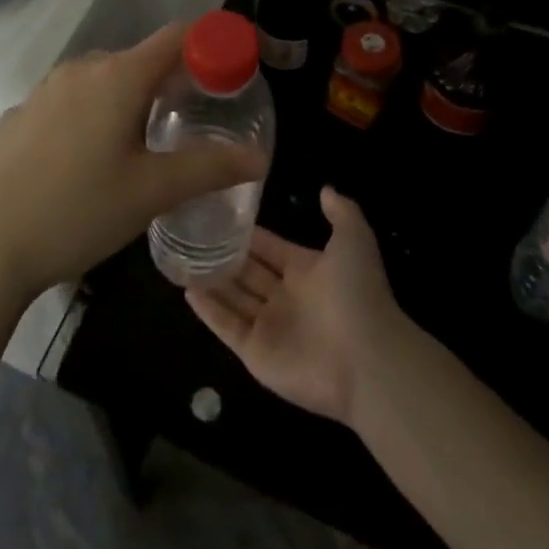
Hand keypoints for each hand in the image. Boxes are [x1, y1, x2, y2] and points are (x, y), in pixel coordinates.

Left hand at [0, 24, 266, 305]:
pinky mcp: (19, 114)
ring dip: (129, 99)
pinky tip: (85, 163)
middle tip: (189, 122)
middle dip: (170, 81)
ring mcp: (44, 90)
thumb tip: (259, 157)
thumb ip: (210, 168)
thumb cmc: (77, 212)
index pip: (177, 36)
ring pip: (102, 80)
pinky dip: (91, 115)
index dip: (210, 44)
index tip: (230, 72)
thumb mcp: (152, 193)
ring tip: (140, 146)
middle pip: (140, 59)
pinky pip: (70, 101)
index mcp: (119, 76)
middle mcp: (81, 69)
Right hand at [187, 188, 404, 424]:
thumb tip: (325, 188)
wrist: (367, 361)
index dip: (249, 235)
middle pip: (248, 273)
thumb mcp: (355, 241)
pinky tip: (186, 289)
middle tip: (192, 234)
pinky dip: (208, 310)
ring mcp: (270, 327)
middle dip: (225, 256)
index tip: (220, 214)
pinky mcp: (256, 353)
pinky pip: (227, 326)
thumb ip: (341, 212)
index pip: (270, 248)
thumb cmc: (357, 294)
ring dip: (212, 280)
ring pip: (234, 298)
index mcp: (307, 271)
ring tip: (181, 258)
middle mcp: (286, 297)